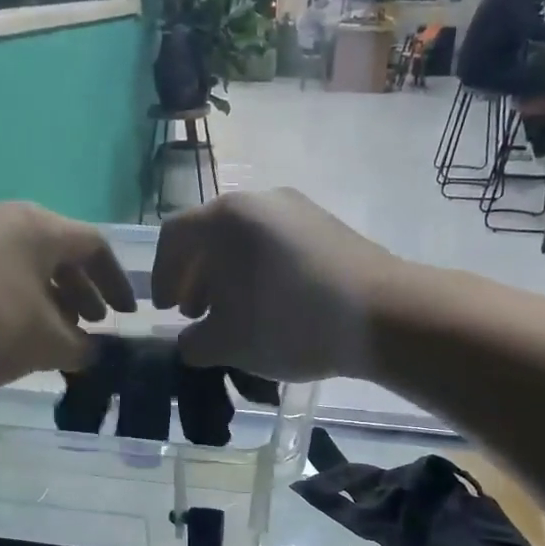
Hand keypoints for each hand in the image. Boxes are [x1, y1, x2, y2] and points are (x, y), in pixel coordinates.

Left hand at [0, 201, 135, 397]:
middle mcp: (1, 216)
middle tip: (92, 325)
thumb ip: (83, 347)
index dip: (116, 282)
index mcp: (36, 225)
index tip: (126, 316)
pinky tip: (12, 332)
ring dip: (48, 297)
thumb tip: (94, 352)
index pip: (94, 245)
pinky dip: (15, 297)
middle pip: (57, 250)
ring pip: (22, 262)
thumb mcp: (47, 343)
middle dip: (81, 291)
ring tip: (55, 334)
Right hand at [151, 190, 399, 380]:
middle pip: (211, 235)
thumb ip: (195, 343)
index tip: (164, 310)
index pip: (174, 237)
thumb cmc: (289, 323)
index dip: (161, 276)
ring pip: (246, 241)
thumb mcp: (229, 344)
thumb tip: (191, 342)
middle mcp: (259, 201)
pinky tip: (272, 307)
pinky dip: (261, 273)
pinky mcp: (328, 227)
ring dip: (229, 278)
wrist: (382, 314)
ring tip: (233, 316)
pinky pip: (277, 246)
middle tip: (194, 314)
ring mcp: (299, 210)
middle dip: (196, 278)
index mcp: (225, 218)